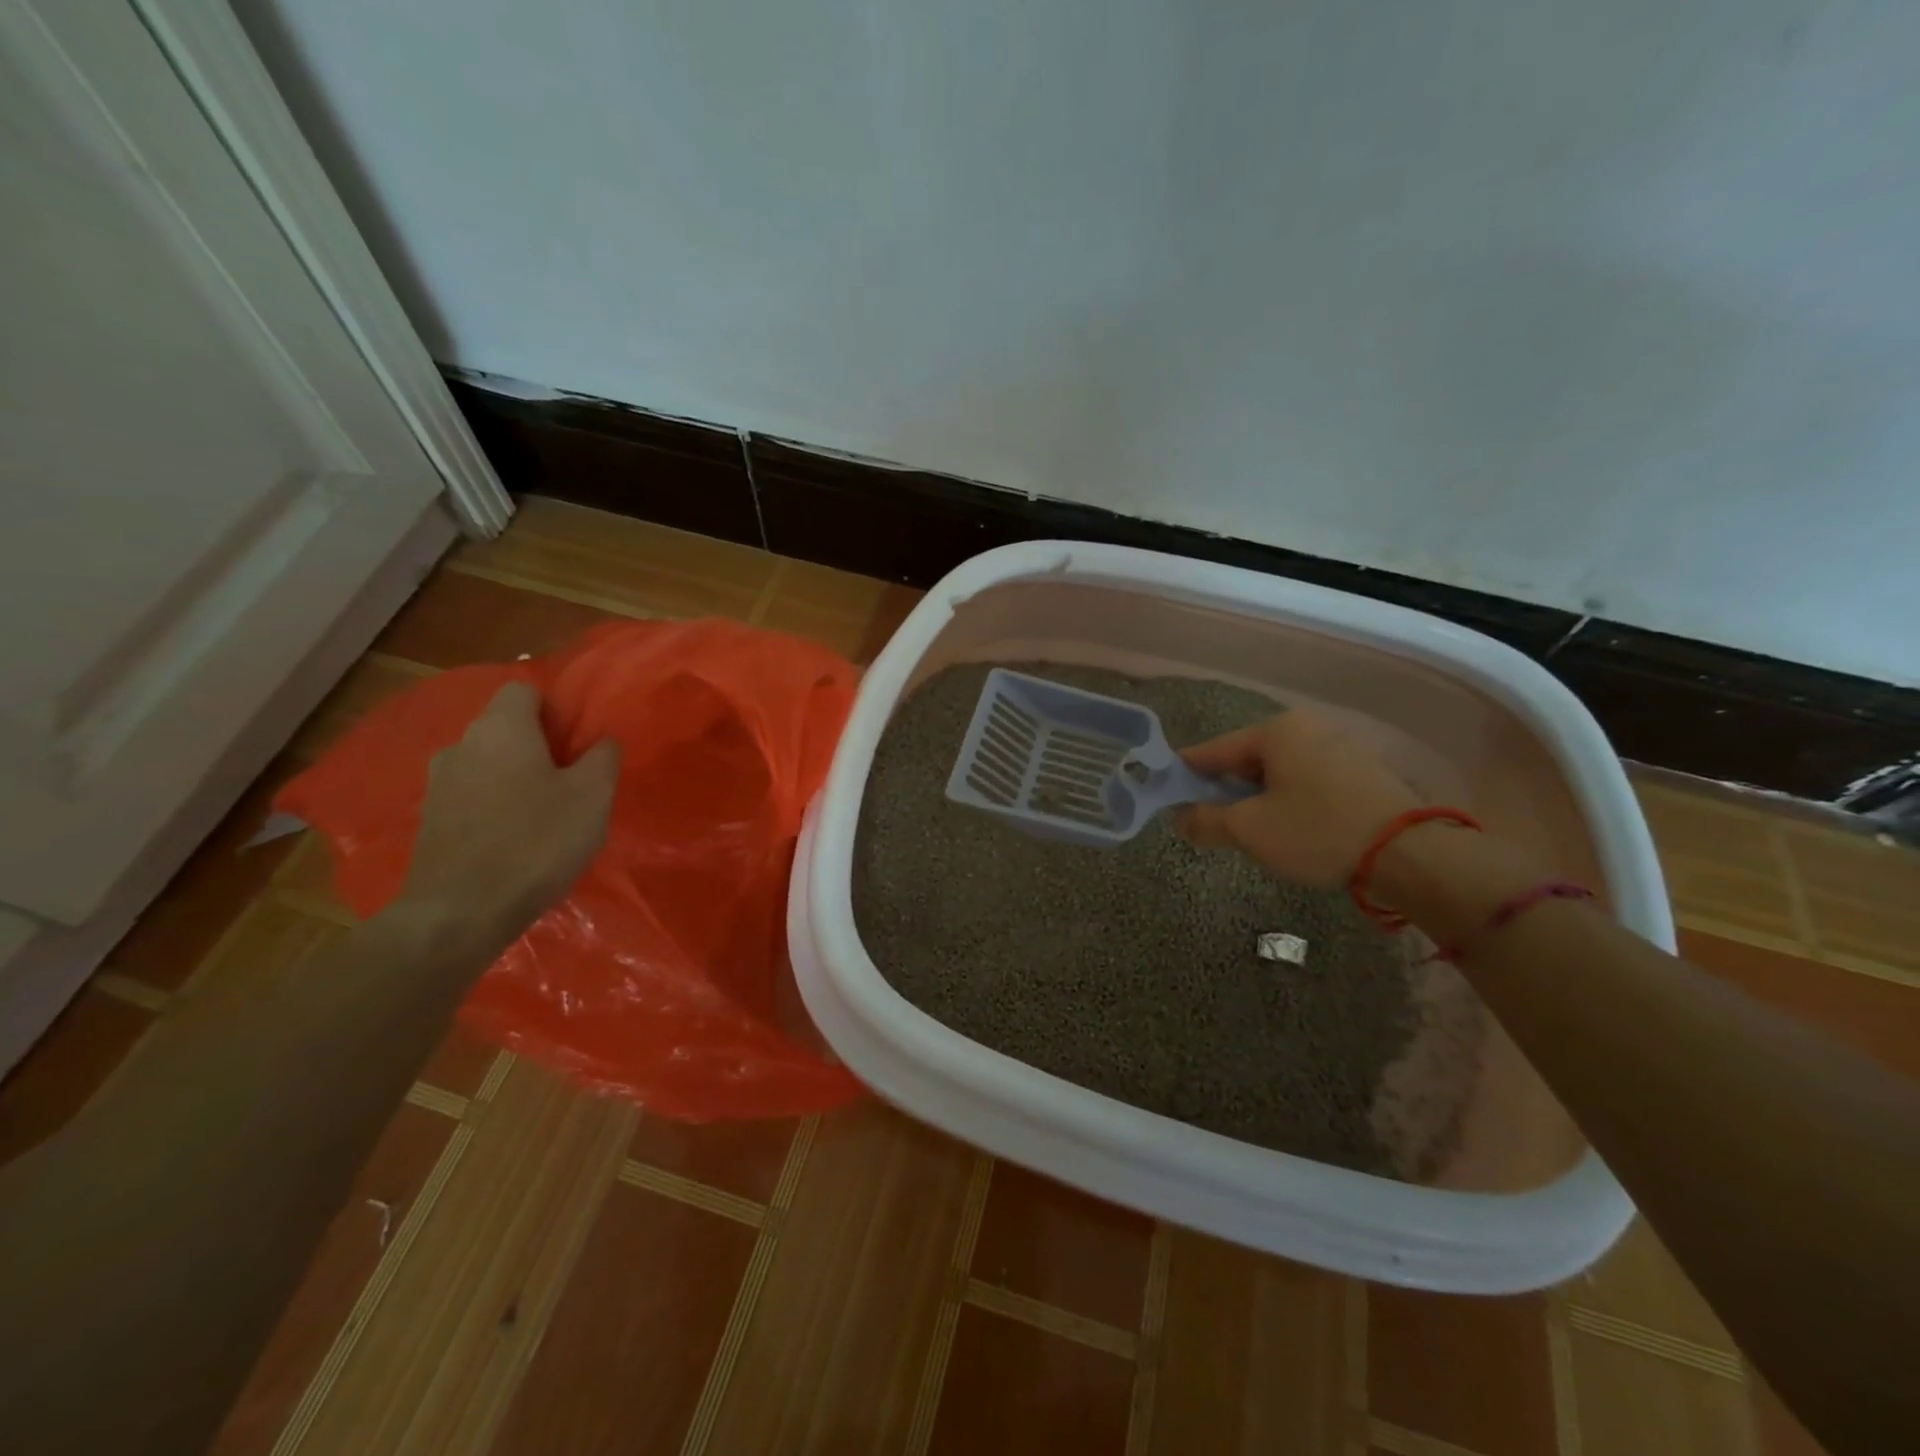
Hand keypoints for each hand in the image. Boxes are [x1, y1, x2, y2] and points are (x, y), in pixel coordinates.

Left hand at [392, 682, 619, 954]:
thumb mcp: (593, 796)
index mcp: (502, 728)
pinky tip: (514, 839)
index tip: (579, 740)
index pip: (524, 690)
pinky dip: (493, 807)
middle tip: (571, 778)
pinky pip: (471, 797)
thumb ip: (603, 757)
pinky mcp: (429, 821)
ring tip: (544, 812)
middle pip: (504, 727)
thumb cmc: (537, 841)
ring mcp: (438, 784)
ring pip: (486, 763)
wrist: (461, 912)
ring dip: (513, 777)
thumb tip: (602, 740)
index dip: (555, 708)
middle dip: (537, 744)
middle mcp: (462, 744)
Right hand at [1174, 708, 1421, 886]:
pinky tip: (1287, 827)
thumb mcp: (1250, 830)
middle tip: (1206, 818)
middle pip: (1247, 758)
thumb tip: (1180, 818)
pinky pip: (1307, 780)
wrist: (1410, 854)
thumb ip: (1205, 821)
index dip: (1186, 772)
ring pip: (1279, 771)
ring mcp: (1340, 747)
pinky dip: (1289, 799)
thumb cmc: (1317, 831)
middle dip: (1224, 788)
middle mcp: (1308, 728)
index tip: (1166, 790)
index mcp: (1276, 731)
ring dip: (1257, 797)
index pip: (1214, 749)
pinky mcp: (1362, 772)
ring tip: (1246, 828)